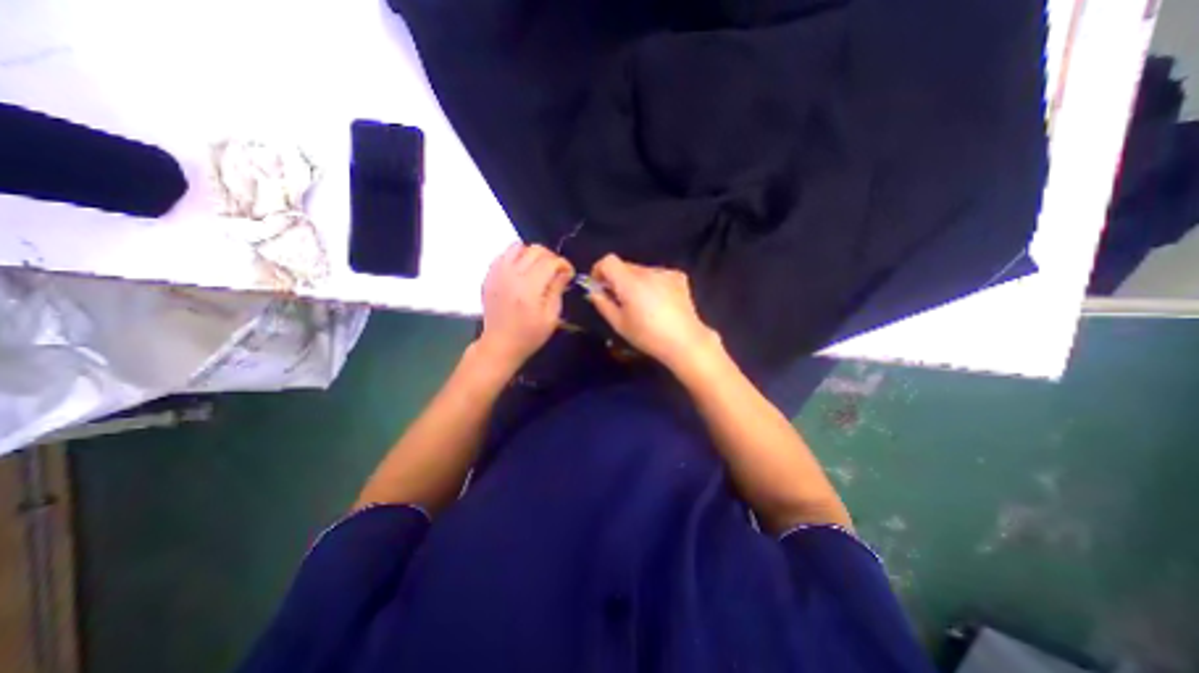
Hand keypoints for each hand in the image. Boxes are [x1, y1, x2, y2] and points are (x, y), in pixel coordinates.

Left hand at [475, 241, 573, 369]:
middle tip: (555, 270)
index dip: (564, 264)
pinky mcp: (489, 276)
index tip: (568, 274)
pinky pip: (504, 255)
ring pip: (517, 246)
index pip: (550, 262)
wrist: (500, 344)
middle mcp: (512, 275)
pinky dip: (516, 257)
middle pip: (535, 250)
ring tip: (537, 268)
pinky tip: (521, 271)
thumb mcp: (551, 317)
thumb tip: (564, 271)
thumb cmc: (529, 335)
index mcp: (529, 288)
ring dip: (531, 254)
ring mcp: (497, 274)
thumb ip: (557, 289)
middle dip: (550, 257)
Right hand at [587, 253, 714, 369]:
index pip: (608, 261)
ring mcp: (665, 272)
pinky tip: (658, 302)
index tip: (599, 285)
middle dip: (617, 279)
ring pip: (641, 271)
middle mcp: (648, 271)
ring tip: (642, 304)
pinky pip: (658, 275)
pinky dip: (652, 283)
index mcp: (630, 282)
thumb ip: (603, 303)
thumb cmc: (647, 336)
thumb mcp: (619, 324)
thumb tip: (594, 291)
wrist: (684, 341)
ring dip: (635, 281)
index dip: (599, 269)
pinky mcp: (678, 277)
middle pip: (625, 266)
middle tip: (619, 299)